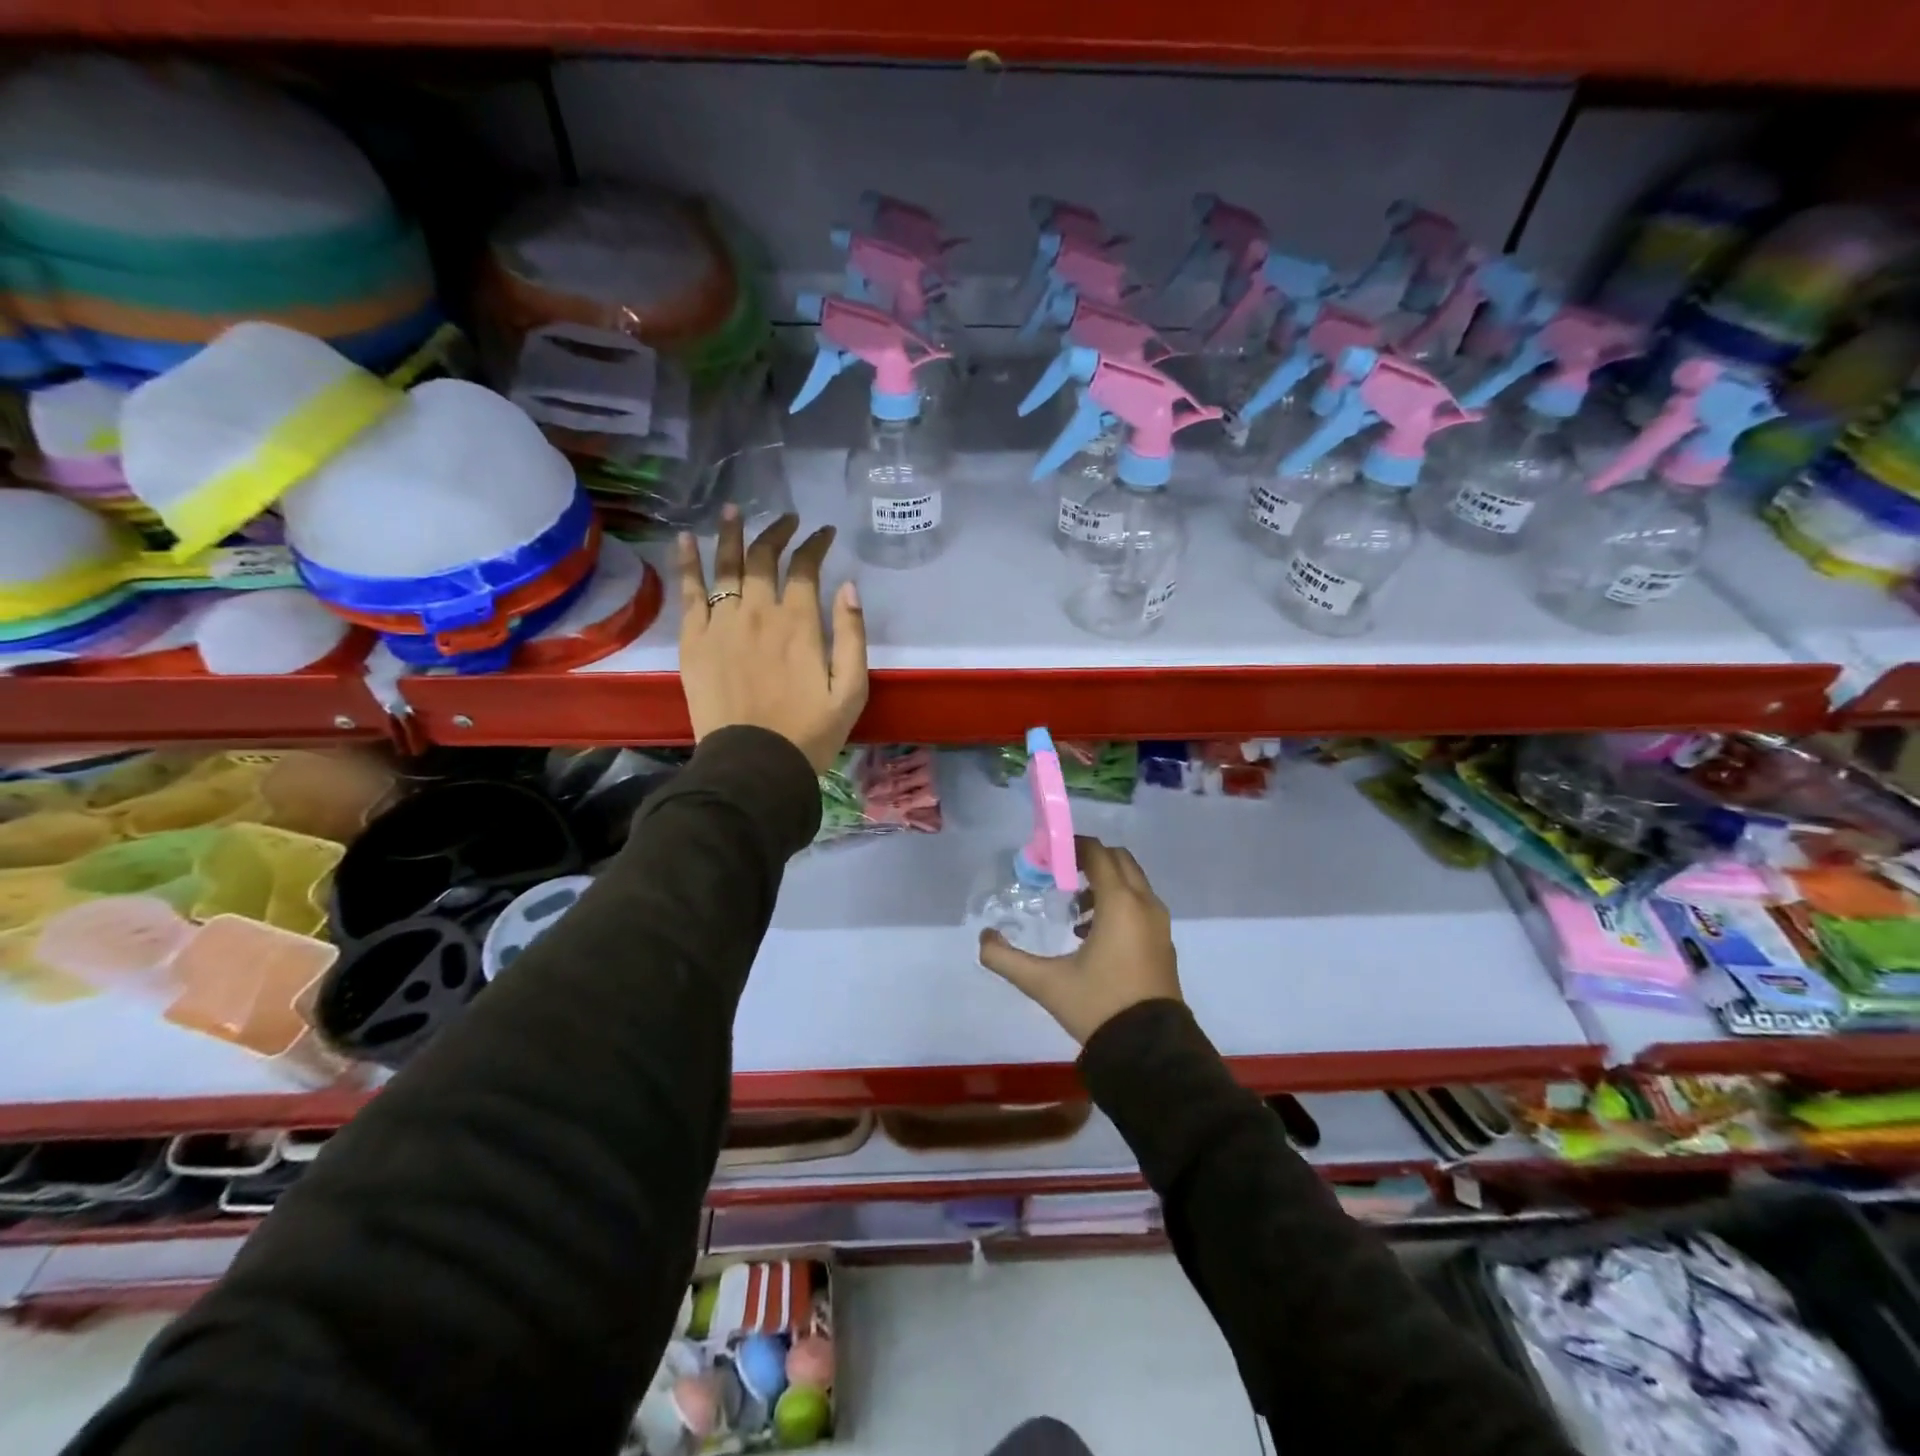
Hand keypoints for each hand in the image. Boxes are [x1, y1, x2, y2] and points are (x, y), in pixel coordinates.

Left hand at [677, 507, 867, 773]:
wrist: (754, 764)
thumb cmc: (810, 732)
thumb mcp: (851, 690)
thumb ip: (854, 636)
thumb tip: (848, 587)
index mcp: (800, 623)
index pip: (806, 568)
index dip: (816, 544)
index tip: (824, 533)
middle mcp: (758, 612)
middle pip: (765, 558)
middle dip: (777, 532)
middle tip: (786, 520)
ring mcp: (721, 624)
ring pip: (725, 566)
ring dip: (731, 534)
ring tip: (733, 510)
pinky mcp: (693, 641)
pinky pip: (689, 593)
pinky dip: (688, 563)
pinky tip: (685, 540)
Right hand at [978, 838, 1180, 1044]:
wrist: (1149, 1051)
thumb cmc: (1099, 1006)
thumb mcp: (1045, 983)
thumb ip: (1007, 959)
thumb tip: (984, 938)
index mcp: (1120, 903)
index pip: (1098, 853)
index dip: (1072, 846)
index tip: (1048, 855)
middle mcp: (1145, 904)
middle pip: (1119, 860)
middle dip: (1089, 861)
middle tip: (1059, 875)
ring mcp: (1159, 924)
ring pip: (1132, 883)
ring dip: (1104, 884)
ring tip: (1073, 911)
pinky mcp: (1163, 943)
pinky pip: (1140, 905)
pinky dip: (1118, 903)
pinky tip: (1091, 935)